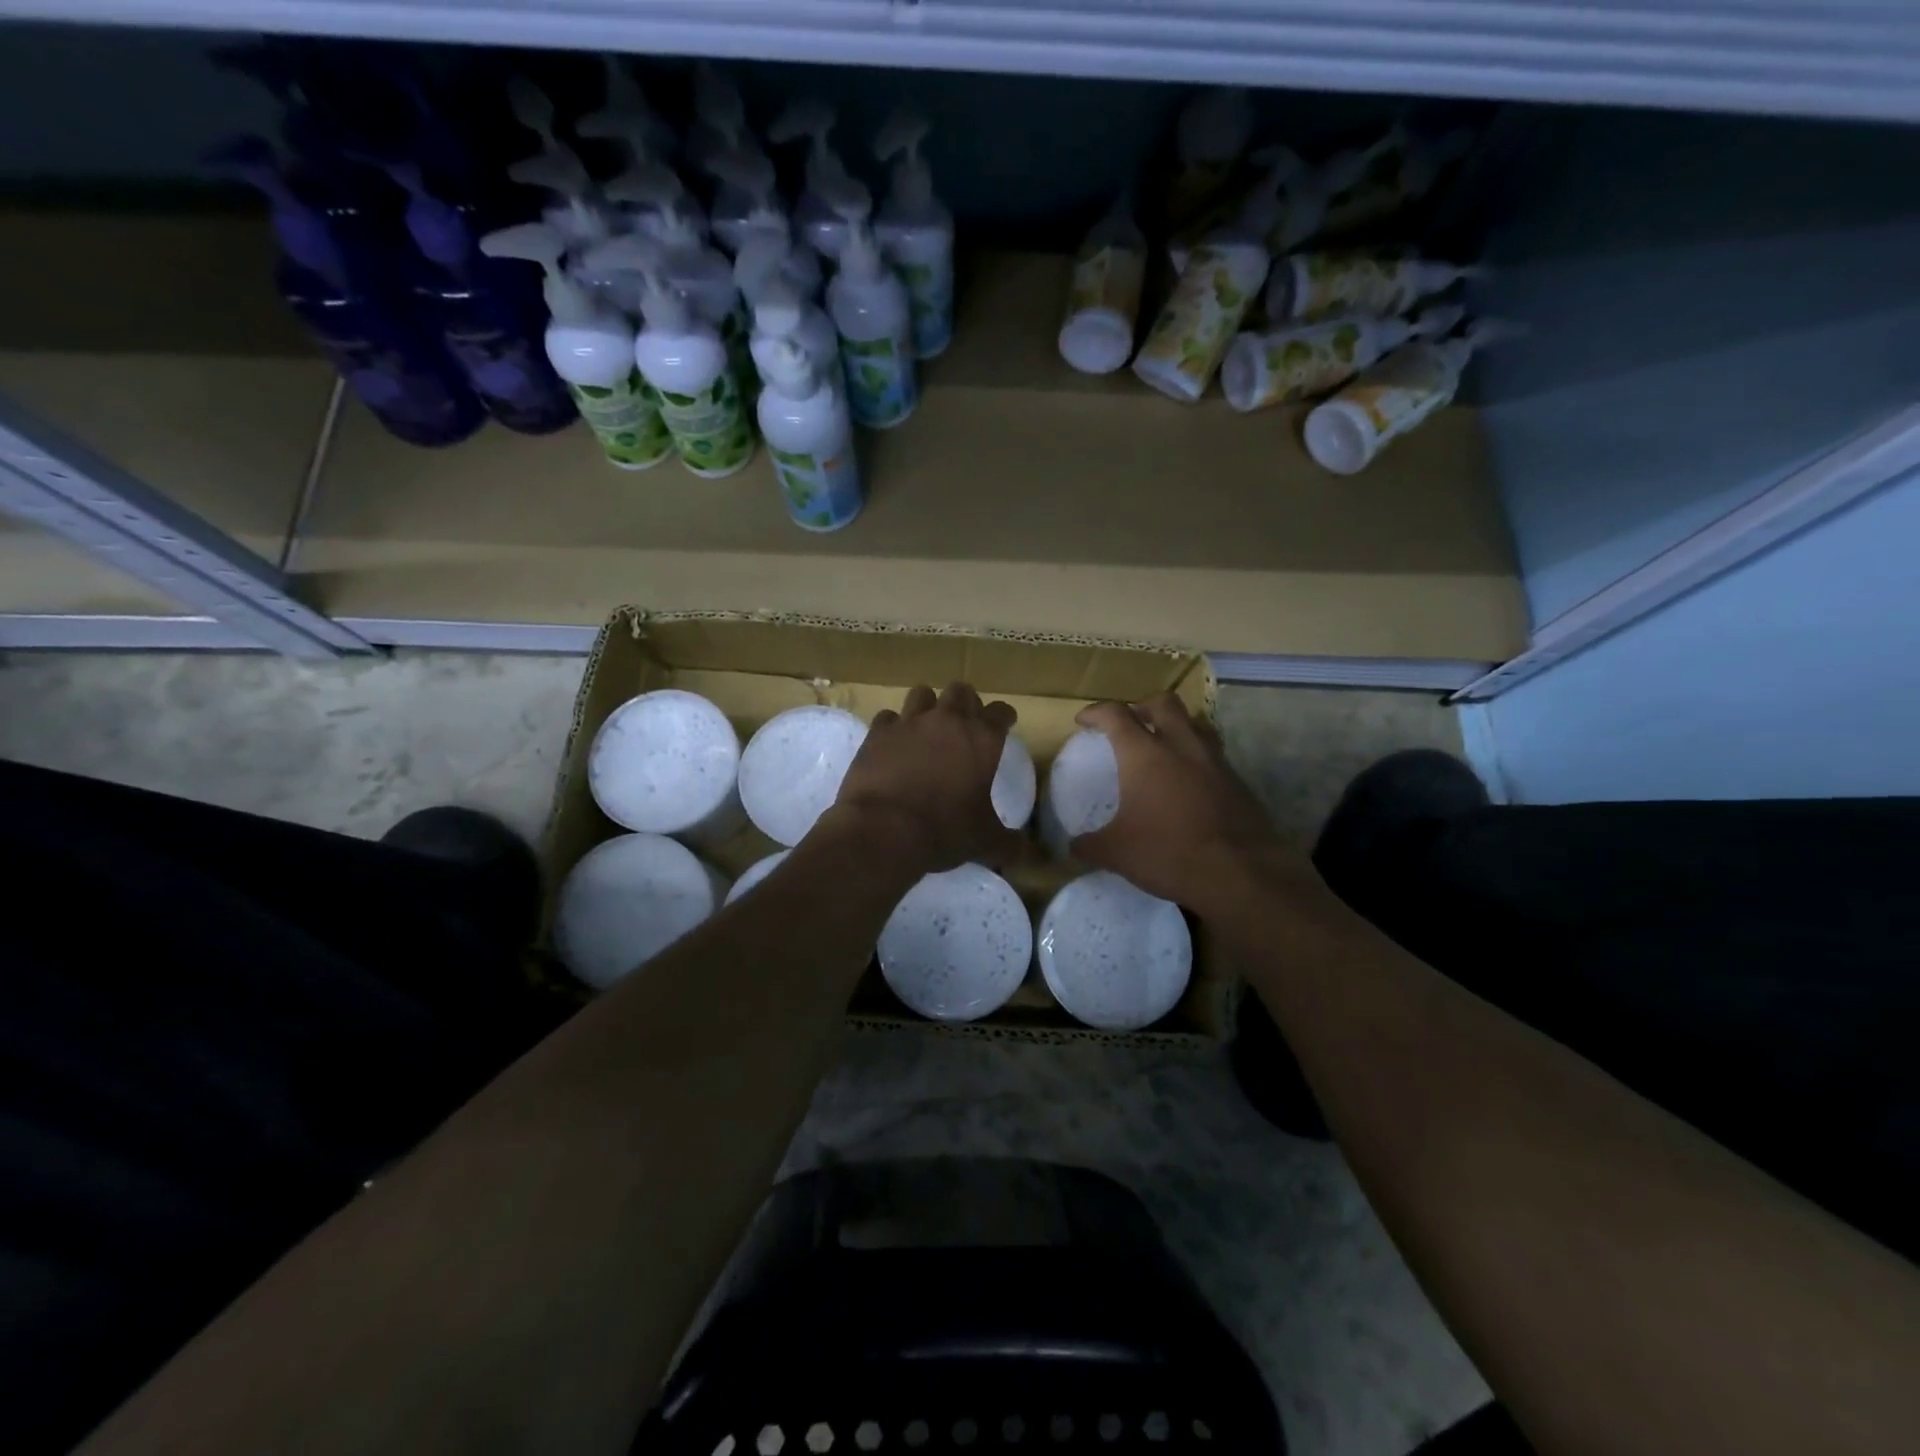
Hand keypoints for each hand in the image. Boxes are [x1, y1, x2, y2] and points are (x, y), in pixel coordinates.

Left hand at [825, 683, 1024, 874]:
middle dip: (965, 703)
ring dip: (928, 706)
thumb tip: (1025, 855)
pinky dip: (893, 727)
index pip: (1001, 712)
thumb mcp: (985, 842)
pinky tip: (893, 743)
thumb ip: (1009, 843)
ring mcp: (909, 723)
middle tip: (965, 722)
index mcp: (982, 739)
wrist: (884, 830)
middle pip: (961, 692)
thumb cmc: (944, 831)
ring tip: (927, 727)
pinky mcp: (877, 733)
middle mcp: (947, 721)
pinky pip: (888, 717)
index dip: (1004, 717)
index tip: (1005, 724)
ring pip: (922, 694)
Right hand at [1070, 694, 1290, 910]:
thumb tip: (1074, 846)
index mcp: (1144, 754)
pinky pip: (1214, 756)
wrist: (1240, 874)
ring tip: (1164, 747)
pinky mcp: (1238, 782)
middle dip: (1142, 706)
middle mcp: (1181, 746)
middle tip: (1130, 723)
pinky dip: (1197, 759)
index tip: (1085, 721)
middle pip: (1163, 703)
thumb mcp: (1117, 853)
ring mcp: (1215, 762)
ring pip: (1195, 724)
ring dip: (1176, 727)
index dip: (1096, 712)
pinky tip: (1190, 785)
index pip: (1116, 715)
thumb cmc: (1168, 853)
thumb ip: (1090, 845)